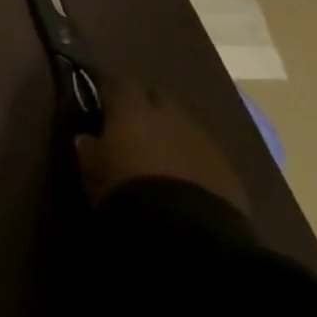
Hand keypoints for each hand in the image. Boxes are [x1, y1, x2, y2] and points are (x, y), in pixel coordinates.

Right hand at [73, 77, 249, 213]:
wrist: (188, 233)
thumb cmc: (127, 189)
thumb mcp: (91, 168)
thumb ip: (89, 147)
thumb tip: (87, 137)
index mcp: (131, 106)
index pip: (116, 83)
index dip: (107, 93)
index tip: (99, 104)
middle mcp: (168, 113)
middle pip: (155, 98)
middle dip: (144, 107)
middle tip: (130, 127)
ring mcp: (203, 140)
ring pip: (182, 125)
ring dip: (170, 134)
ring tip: (159, 155)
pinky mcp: (229, 170)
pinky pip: (203, 154)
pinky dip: (192, 159)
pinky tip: (184, 178)